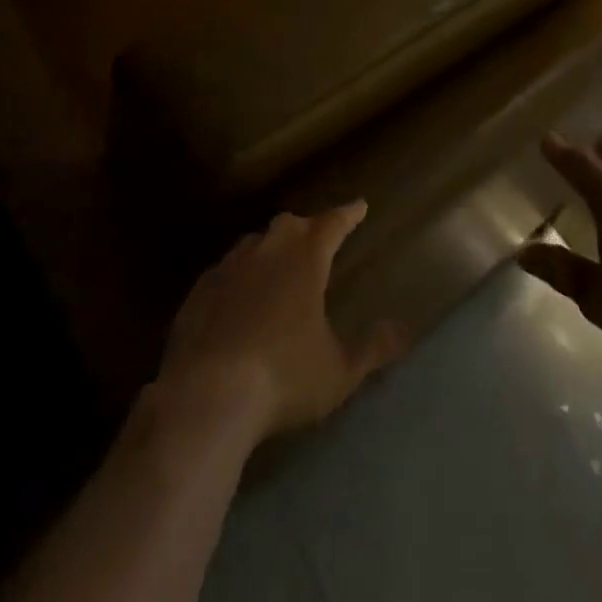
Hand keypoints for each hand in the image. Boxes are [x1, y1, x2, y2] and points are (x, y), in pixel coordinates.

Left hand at [158, 202, 404, 441]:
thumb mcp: (339, 370)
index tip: (360, 205)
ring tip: (278, 265)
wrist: (206, 396)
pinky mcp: (198, 291)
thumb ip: (372, 349)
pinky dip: (238, 277)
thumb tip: (402, 330)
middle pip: (291, 225)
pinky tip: (237, 298)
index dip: (348, 214)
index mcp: (306, 257)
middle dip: (307, 228)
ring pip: (255, 243)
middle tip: (318, 238)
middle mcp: (268, 250)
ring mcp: (229, 267)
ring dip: (270, 249)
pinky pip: (225, 272)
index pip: (333, 223)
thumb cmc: (284, 377)